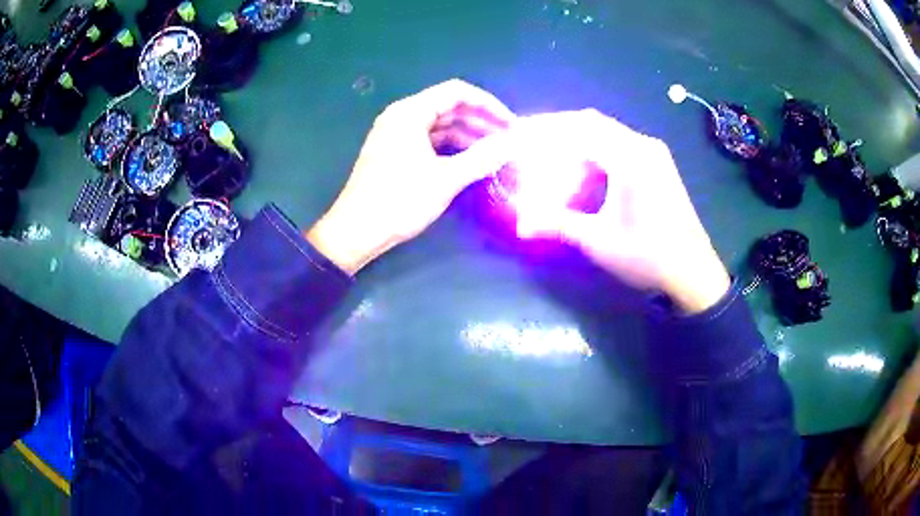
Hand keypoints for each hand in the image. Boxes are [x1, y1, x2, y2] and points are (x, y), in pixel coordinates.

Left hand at [306, 79, 513, 274]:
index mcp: (410, 112)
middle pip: (449, 107)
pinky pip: (429, 140)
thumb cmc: (399, 201)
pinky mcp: (395, 151)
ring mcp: (396, 134)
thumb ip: (482, 157)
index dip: (489, 105)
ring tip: (495, 153)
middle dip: (481, 121)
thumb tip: (513, 143)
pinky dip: (451, 147)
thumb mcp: (446, 179)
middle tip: (508, 140)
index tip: (511, 125)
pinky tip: (470, 161)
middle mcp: (402, 116)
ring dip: (468, 135)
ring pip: (440, 125)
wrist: (356, 231)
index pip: (457, 92)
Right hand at [510, 110, 730, 313]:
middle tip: (532, 143)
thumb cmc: (647, 255)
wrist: (693, 273)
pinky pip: (621, 147)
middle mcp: (643, 146)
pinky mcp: (659, 165)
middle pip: (593, 124)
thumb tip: (521, 225)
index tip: (521, 132)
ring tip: (556, 163)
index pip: (580, 128)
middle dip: (560, 132)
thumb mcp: (598, 240)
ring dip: (579, 145)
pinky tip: (586, 175)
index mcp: (630, 157)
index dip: (546, 128)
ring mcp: (654, 154)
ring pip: (607, 135)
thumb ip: (557, 224)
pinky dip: (597, 154)